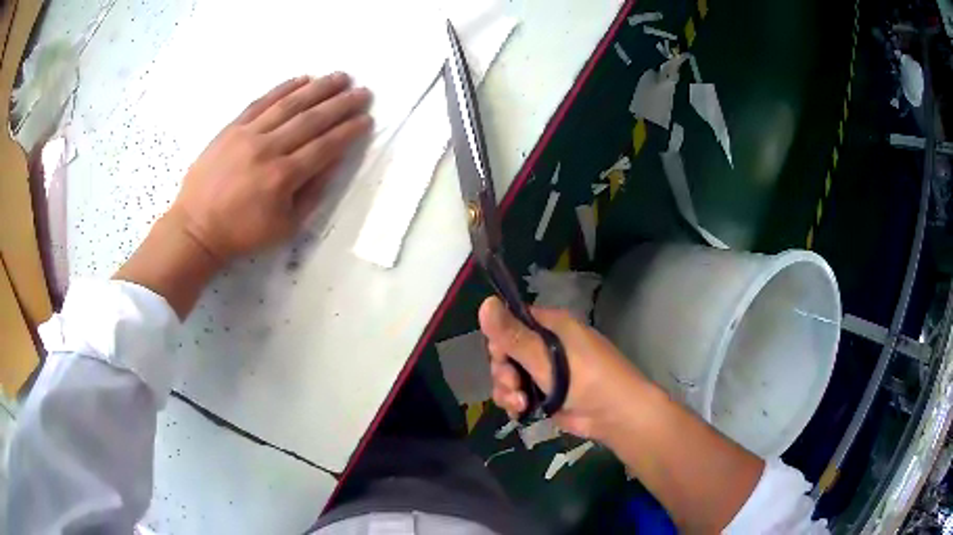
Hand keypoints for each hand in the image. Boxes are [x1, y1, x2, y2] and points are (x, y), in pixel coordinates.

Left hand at [168, 73, 371, 262]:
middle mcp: (268, 149)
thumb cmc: (243, 233)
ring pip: (289, 104)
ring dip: (318, 88)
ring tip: (340, 76)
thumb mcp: (285, 227)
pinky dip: (283, 88)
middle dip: (341, 104)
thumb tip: (334, 161)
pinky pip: (261, 102)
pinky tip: (302, 78)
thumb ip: (312, 193)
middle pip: (311, 120)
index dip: (348, 131)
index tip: (366, 118)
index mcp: (283, 177)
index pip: (325, 146)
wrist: (196, 227)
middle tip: (363, 91)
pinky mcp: (232, 128)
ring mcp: (248, 134)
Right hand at [478, 296, 653, 441]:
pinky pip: (517, 394)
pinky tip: (520, 412)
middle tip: (513, 384)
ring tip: (519, 403)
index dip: (499, 338)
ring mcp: (544, 372)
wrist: (616, 415)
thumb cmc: (587, 378)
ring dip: (507, 390)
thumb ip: (513, 335)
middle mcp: (545, 346)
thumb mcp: (546, 357)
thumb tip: (484, 302)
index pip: (511, 322)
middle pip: (505, 352)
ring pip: (508, 376)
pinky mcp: (544, 395)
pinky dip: (514, 403)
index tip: (500, 356)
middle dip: (503, 371)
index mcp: (550, 327)